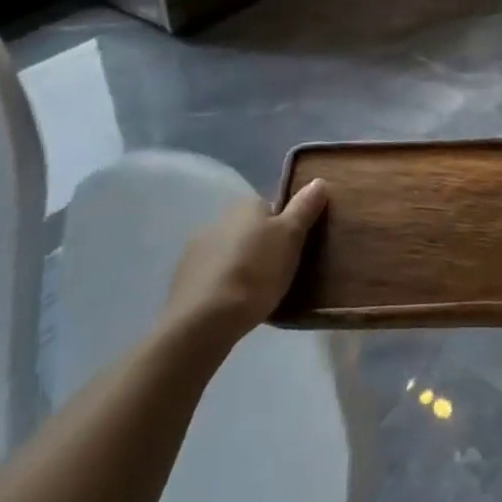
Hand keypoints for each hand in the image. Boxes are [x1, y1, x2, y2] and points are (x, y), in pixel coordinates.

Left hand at [163, 179, 327, 340]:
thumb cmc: (256, 272)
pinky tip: (233, 303)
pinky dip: (223, 284)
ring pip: (230, 252)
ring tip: (258, 292)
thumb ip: (304, 208)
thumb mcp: (291, 237)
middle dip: (263, 246)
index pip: (271, 207)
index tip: (296, 248)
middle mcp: (218, 220)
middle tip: (281, 271)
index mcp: (245, 206)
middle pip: (250, 229)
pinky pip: (213, 275)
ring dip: (242, 264)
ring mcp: (196, 250)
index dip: (286, 226)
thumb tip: (318, 180)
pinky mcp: (183, 279)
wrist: (204, 320)